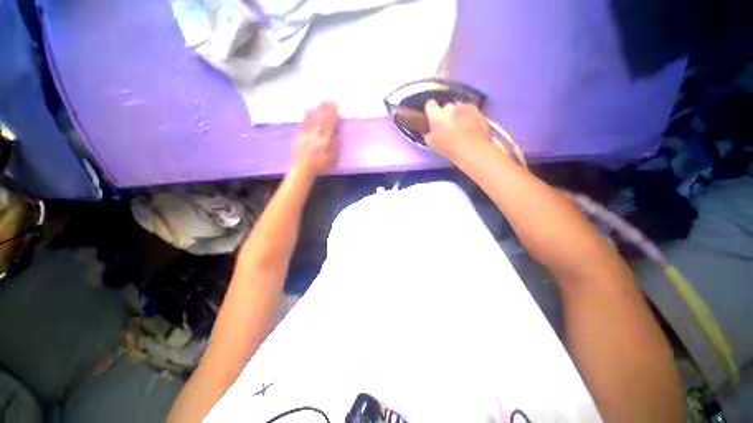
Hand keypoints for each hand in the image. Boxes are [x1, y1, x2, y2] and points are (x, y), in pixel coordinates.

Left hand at [293, 101, 340, 175]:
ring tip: (321, 102)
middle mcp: (314, 136)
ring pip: (312, 119)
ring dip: (317, 110)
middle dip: (326, 110)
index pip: (330, 125)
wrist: (303, 169)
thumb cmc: (320, 165)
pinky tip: (308, 109)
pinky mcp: (299, 136)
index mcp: (324, 141)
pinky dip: (306, 116)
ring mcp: (306, 135)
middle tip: (330, 101)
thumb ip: (335, 147)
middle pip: (321, 120)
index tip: (338, 108)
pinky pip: (303, 123)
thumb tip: (338, 135)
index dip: (334, 116)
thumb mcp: (332, 159)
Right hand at [424, 99, 488, 159]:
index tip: (432, 117)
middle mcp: (450, 107)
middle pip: (445, 107)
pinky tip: (469, 126)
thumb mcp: (431, 143)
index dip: (430, 110)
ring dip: (457, 114)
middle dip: (446, 115)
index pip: (430, 104)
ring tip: (460, 127)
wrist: (472, 149)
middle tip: (448, 126)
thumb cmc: (449, 148)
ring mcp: (464, 107)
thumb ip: (428, 132)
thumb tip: (429, 128)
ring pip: (458, 108)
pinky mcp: (476, 109)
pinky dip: (468, 116)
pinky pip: (469, 110)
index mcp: (437, 116)